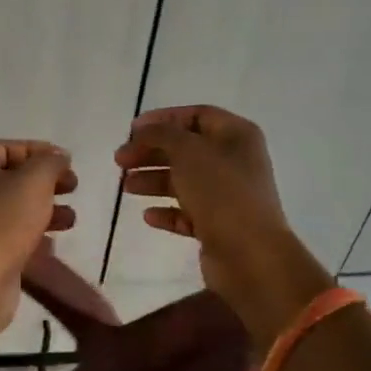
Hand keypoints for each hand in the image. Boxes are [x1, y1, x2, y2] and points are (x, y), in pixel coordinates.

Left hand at [0, 140, 76, 334]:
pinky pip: (11, 231)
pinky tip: (54, 241)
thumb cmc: (4, 221)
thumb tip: (59, 155)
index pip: (8, 147)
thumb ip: (50, 162)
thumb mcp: (35, 181)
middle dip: (46, 180)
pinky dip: (33, 231)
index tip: (67, 162)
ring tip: (71, 218)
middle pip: (12, 175)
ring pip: (14, 205)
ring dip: (45, 207)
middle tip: (73, 187)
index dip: (40, 151)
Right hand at [115, 106, 330, 344]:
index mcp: (236, 135)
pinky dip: (168, 211)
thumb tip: (142, 130)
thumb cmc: (220, 191)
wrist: (250, 255)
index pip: (196, 115)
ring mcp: (229, 196)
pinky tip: (148, 216)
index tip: (131, 131)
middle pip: (186, 149)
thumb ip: (160, 134)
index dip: (163, 119)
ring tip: (126, 187)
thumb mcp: (186, 151)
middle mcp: (235, 161)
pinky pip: (188, 213)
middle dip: (151, 152)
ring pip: (184, 181)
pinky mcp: (220, 226)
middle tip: (120, 160)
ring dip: (153, 180)